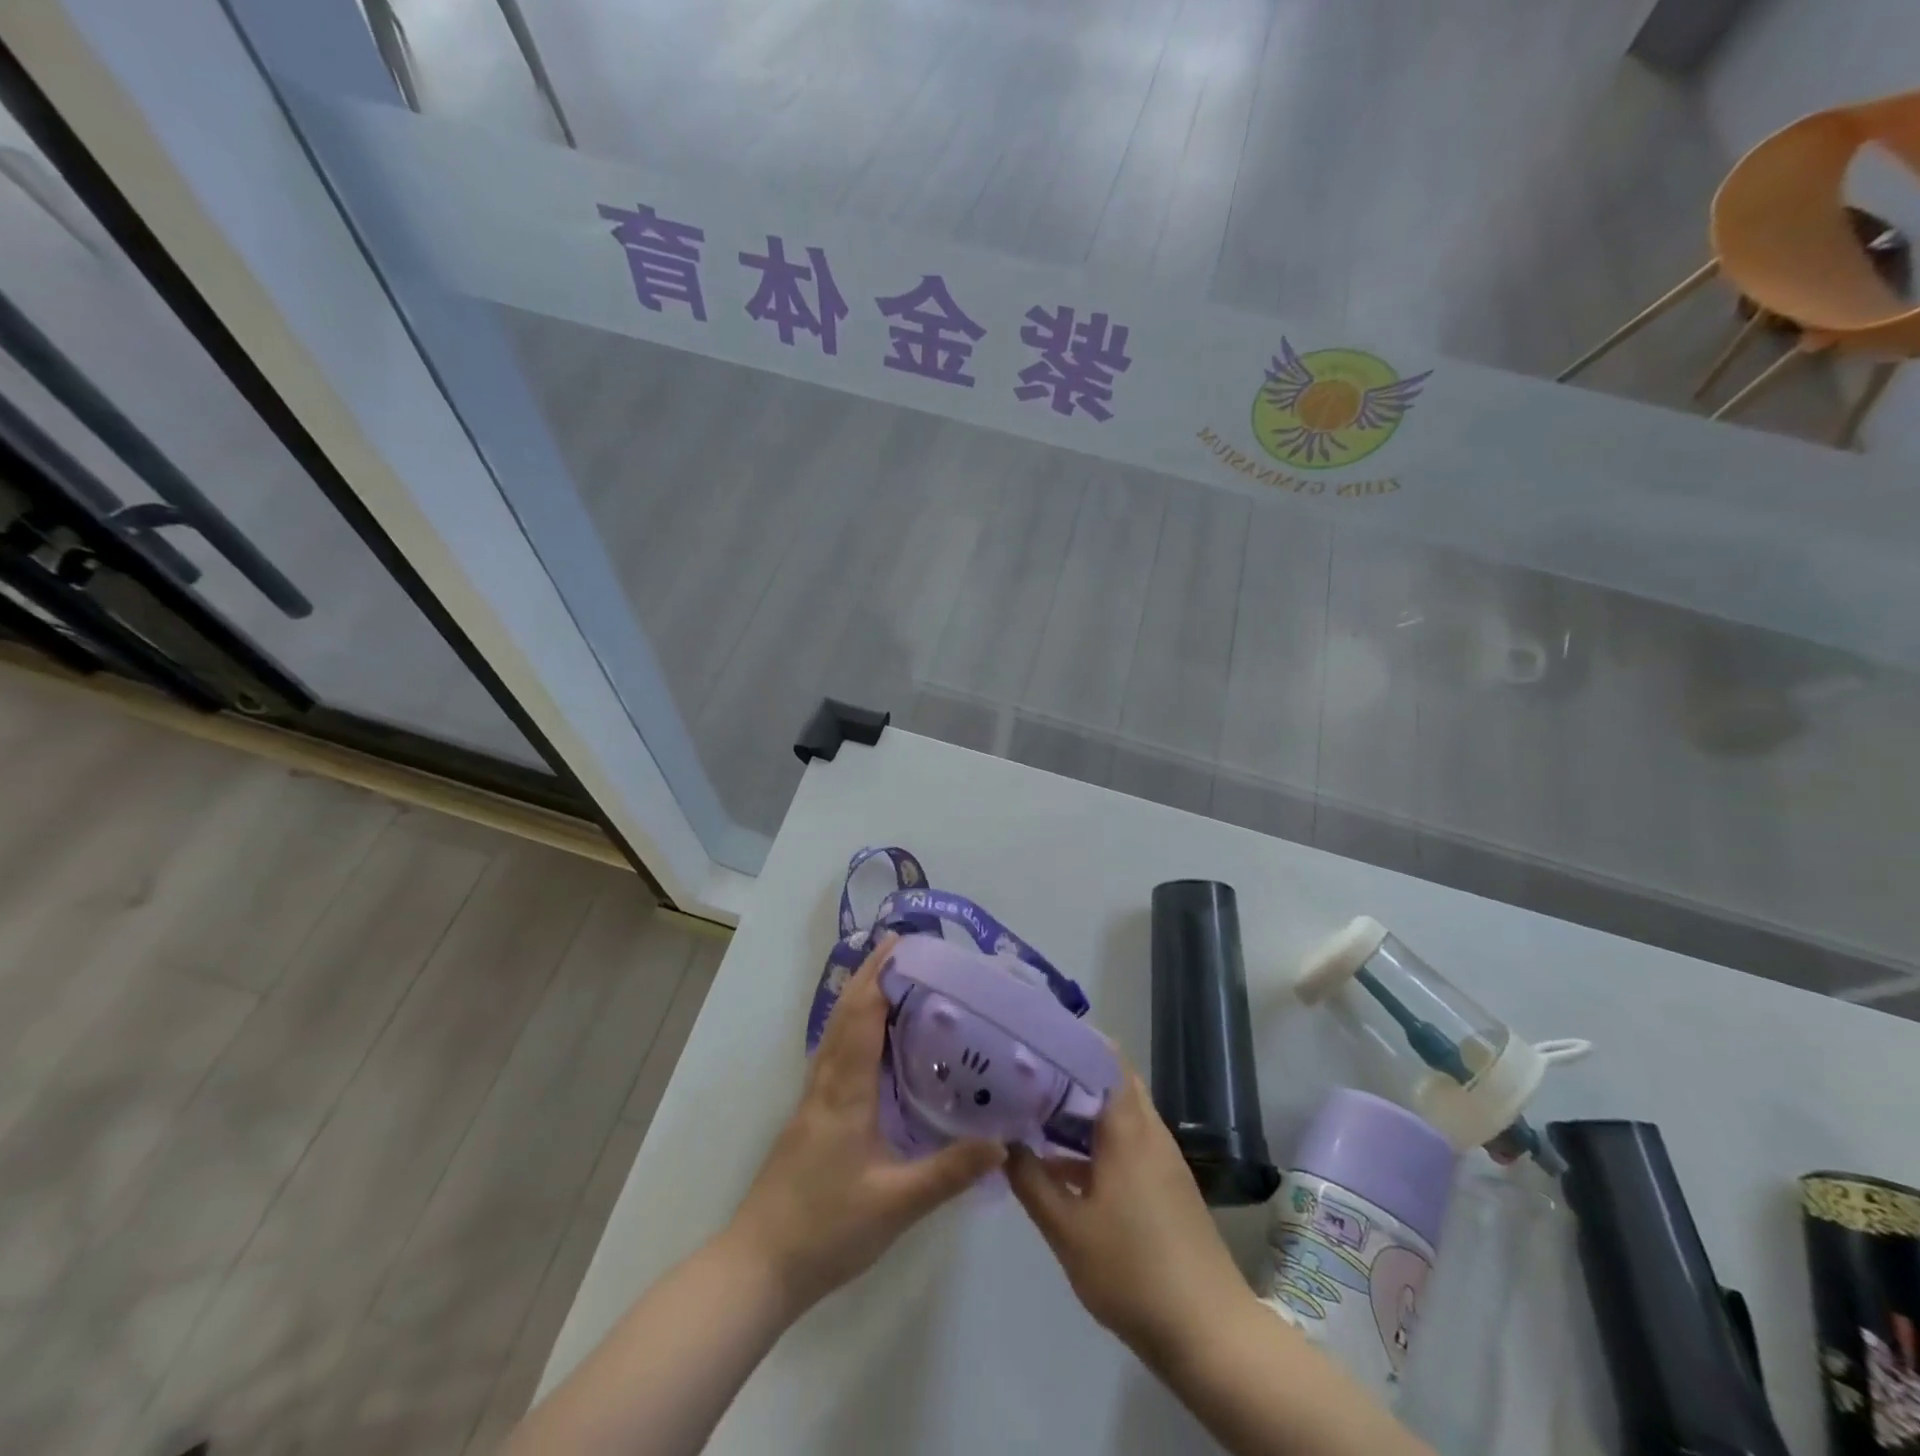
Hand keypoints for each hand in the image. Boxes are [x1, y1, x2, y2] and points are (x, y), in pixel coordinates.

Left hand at [723, 933, 1004, 1316]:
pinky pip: (834, 1054)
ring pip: (835, 1032)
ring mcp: (813, 1099)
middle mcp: (826, 1083)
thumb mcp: (896, 1204)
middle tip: (902, 948)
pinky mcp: (810, 1116)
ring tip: (893, 981)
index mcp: (846, 1092)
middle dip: (870, 975)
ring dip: (859, 998)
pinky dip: (853, 1028)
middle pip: (845, 1014)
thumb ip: (949, 1172)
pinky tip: (871, 1042)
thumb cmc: (826, 1230)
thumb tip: (1002, 1141)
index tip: (902, 944)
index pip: (863, 1017)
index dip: (880, 976)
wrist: (758, 1266)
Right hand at [1006, 1065, 1251, 1365]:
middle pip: (1110, 1081)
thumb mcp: (1068, 1231)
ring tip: (1033, 1109)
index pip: (1104, 1057)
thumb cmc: (1133, 1273)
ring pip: (1117, 1113)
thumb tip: (1003, 1141)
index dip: (1071, 1041)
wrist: (1209, 1333)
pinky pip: (1126, 1141)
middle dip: (1069, 1073)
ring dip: (1080, 1109)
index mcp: (1127, 1128)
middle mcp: (1148, 1130)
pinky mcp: (1166, 1184)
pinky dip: (1095, 1140)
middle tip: (1025, 1073)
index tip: (1033, 1040)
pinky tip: (1060, 1163)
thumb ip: (1031, 1181)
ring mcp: (1161, 1158)